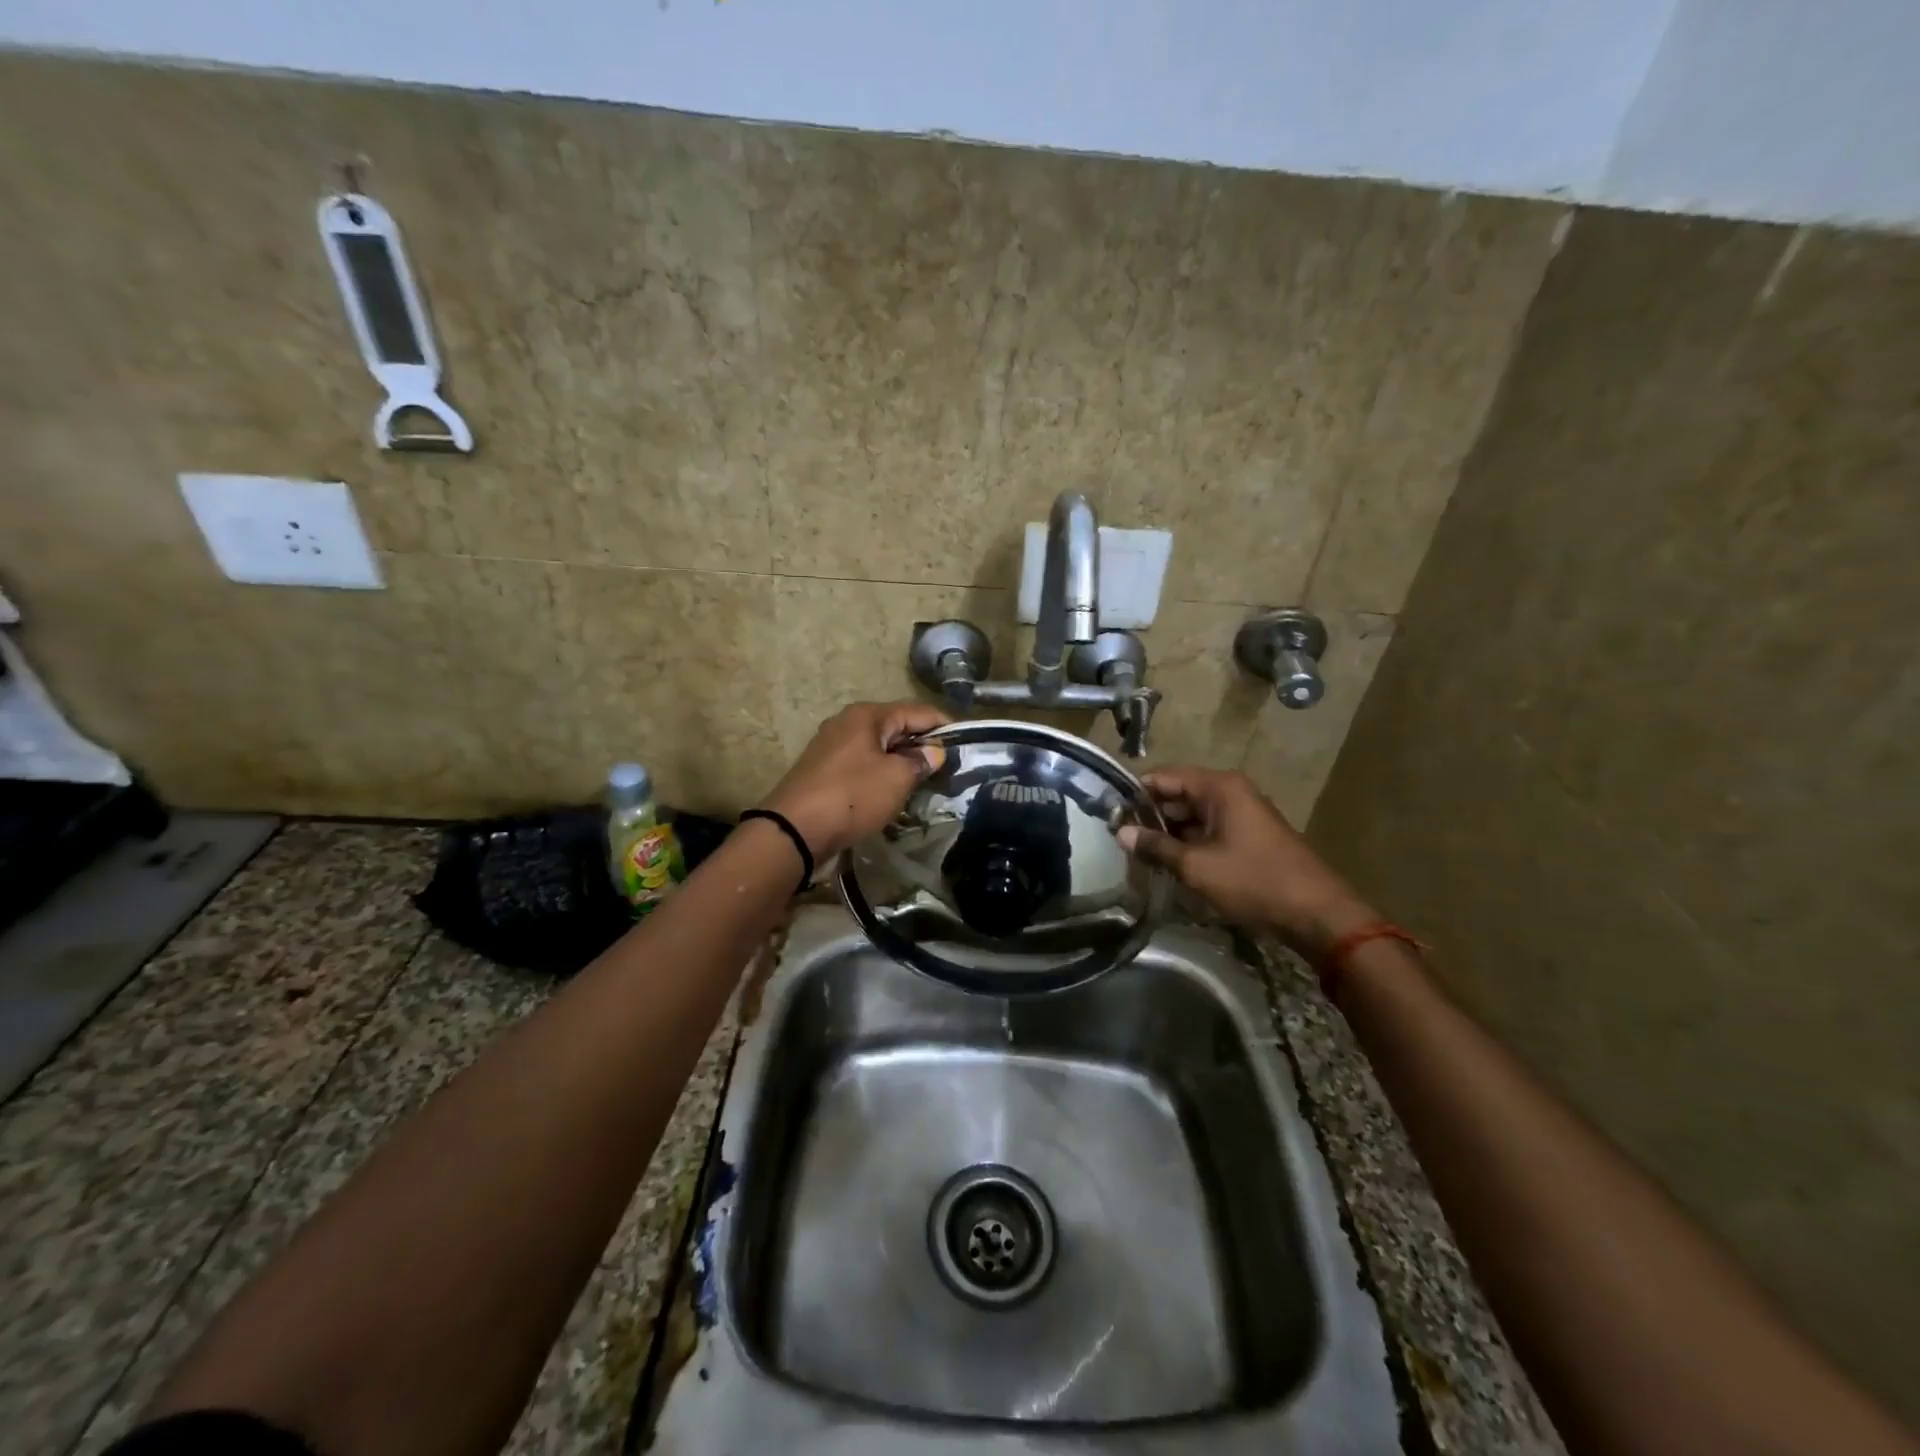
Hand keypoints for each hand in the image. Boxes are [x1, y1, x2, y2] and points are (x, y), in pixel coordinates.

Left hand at [760, 701, 949, 860]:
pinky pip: (863, 766)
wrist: (794, 830)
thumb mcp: (896, 778)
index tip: (967, 743)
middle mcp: (848, 723)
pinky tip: (893, 793)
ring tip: (926, 782)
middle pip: (897, 728)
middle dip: (923, 745)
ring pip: (879, 748)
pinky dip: (882, 775)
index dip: (944, 726)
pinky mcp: (824, 771)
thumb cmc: (852, 796)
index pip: (918, 711)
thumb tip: (934, 752)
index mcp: (867, 715)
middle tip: (949, 768)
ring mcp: (832, 747)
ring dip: (902, 762)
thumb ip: (920, 761)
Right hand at [1118, 766, 1376, 953]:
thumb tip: (1121, 832)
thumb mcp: (1197, 866)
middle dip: (1149, 815)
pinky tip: (1168, 863)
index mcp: (1219, 787)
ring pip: (1192, 815)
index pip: (1164, 776)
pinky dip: (1188, 843)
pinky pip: (1208, 830)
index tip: (1108, 813)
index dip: (1135, 792)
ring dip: (1168, 833)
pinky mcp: (1247, 836)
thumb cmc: (1254, 882)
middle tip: (1119, 839)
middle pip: (1177, 794)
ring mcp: (1241, 814)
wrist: (1317, 914)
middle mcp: (1230, 792)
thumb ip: (1156, 847)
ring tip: (1138, 854)